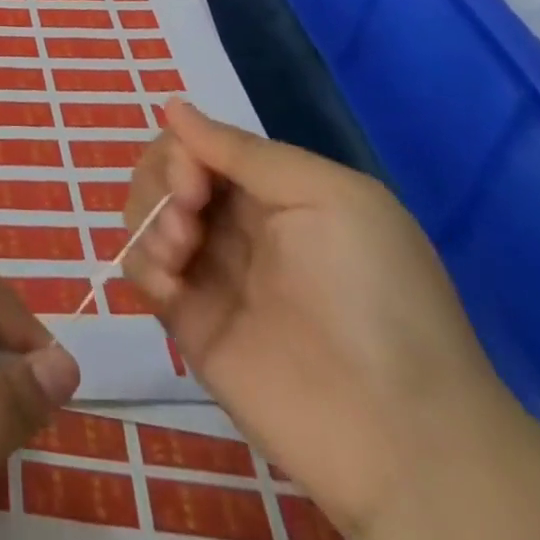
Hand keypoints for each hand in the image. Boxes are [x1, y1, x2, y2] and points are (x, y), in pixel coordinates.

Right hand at [122, 99, 513, 539]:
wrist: (399, 434)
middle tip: (188, 214)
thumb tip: (173, 105)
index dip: (182, 149)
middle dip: (161, 182)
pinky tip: (170, 287)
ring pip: (144, 214)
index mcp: (272, 191)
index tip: (193, 179)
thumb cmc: (374, 295)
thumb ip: (243, 151)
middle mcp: (235, 224)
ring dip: (149, 219)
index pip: (198, 145)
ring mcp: (209, 272)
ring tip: (179, 254)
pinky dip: (143, 264)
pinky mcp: (187, 321)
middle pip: (163, 173)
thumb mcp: (328, 197)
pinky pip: (140, 270)